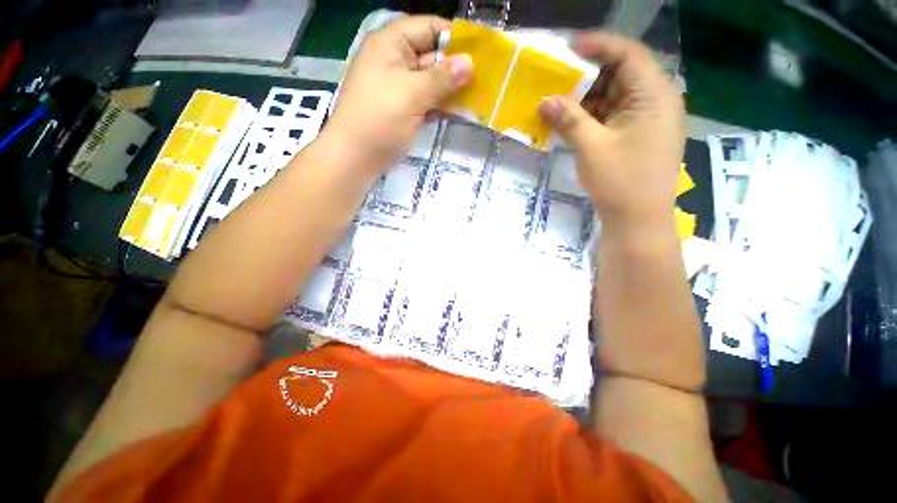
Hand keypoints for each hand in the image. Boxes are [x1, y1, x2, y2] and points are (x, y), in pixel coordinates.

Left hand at [327, 16, 472, 170]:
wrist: (354, 158)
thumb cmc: (379, 120)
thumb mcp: (411, 95)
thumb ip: (441, 78)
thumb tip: (469, 63)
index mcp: (391, 44)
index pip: (428, 28)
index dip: (454, 37)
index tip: (481, 53)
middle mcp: (394, 61)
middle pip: (431, 55)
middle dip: (456, 67)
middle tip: (485, 79)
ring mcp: (397, 87)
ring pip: (430, 81)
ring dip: (450, 89)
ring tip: (477, 96)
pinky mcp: (401, 109)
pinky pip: (425, 100)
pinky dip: (440, 105)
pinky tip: (458, 111)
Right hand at [539, 33, 684, 233]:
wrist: (638, 221)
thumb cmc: (620, 181)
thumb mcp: (591, 147)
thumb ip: (568, 119)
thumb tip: (544, 100)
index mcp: (654, 96)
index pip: (628, 55)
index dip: (598, 46)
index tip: (568, 47)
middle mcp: (655, 102)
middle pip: (620, 76)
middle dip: (587, 77)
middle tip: (556, 81)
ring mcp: (647, 121)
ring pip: (613, 99)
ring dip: (586, 101)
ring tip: (557, 105)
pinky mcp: (637, 137)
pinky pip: (612, 118)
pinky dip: (591, 118)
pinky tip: (571, 123)